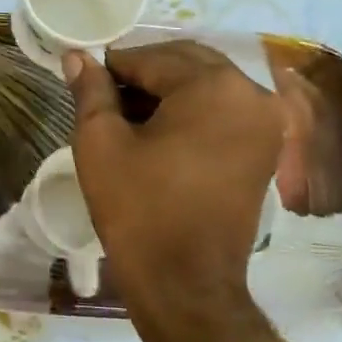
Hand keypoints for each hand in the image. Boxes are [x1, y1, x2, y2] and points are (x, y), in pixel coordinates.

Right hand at [65, 42, 286, 341]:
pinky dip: (191, 110)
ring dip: (167, 90)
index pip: (152, 57)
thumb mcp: (101, 143)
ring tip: (127, 116)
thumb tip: (76, 57)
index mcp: (214, 86)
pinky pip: (223, 109)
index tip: (86, 81)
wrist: (185, 284)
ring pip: (205, 84)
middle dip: (143, 73)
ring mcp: (265, 122)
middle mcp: (251, 94)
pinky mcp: (265, 148)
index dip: (113, 67)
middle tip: (105, 97)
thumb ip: (91, 91)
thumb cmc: (138, 209)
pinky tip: (158, 131)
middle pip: (185, 63)